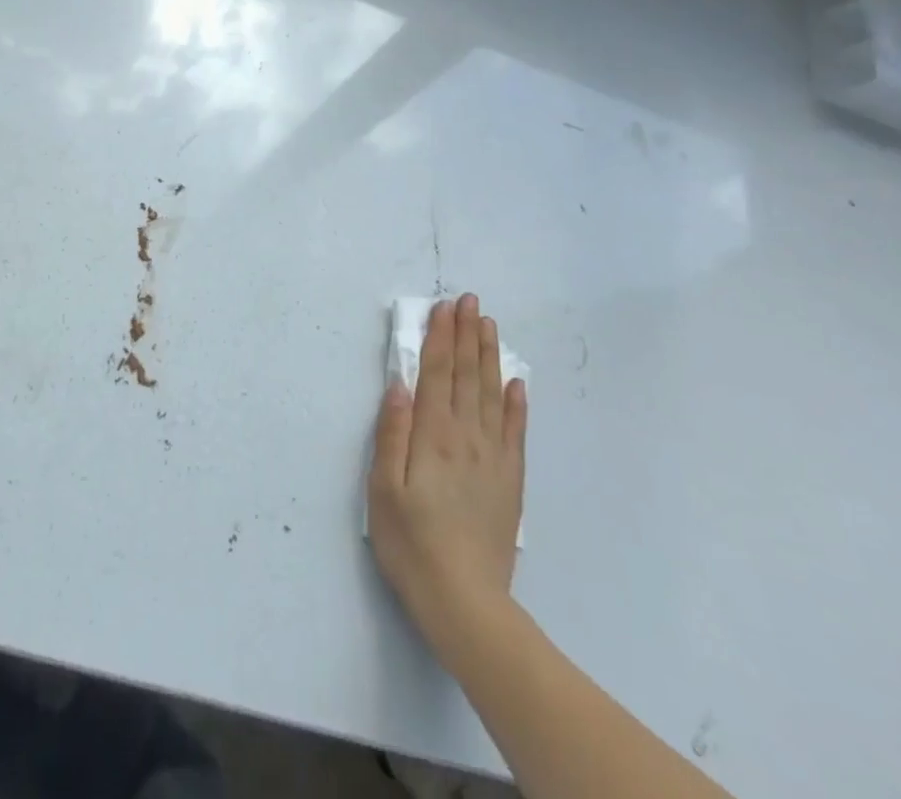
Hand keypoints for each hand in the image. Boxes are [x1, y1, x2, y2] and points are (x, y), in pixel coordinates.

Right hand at [368, 293, 527, 645]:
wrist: (465, 601)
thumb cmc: (411, 543)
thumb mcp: (383, 488)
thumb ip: (392, 433)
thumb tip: (400, 384)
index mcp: (433, 435)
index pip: (438, 373)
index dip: (441, 337)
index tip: (445, 306)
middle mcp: (467, 436)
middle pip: (467, 375)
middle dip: (467, 335)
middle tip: (470, 301)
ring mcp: (493, 458)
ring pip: (492, 394)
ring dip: (489, 356)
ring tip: (489, 326)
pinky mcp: (509, 480)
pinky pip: (515, 431)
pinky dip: (517, 403)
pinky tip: (517, 383)